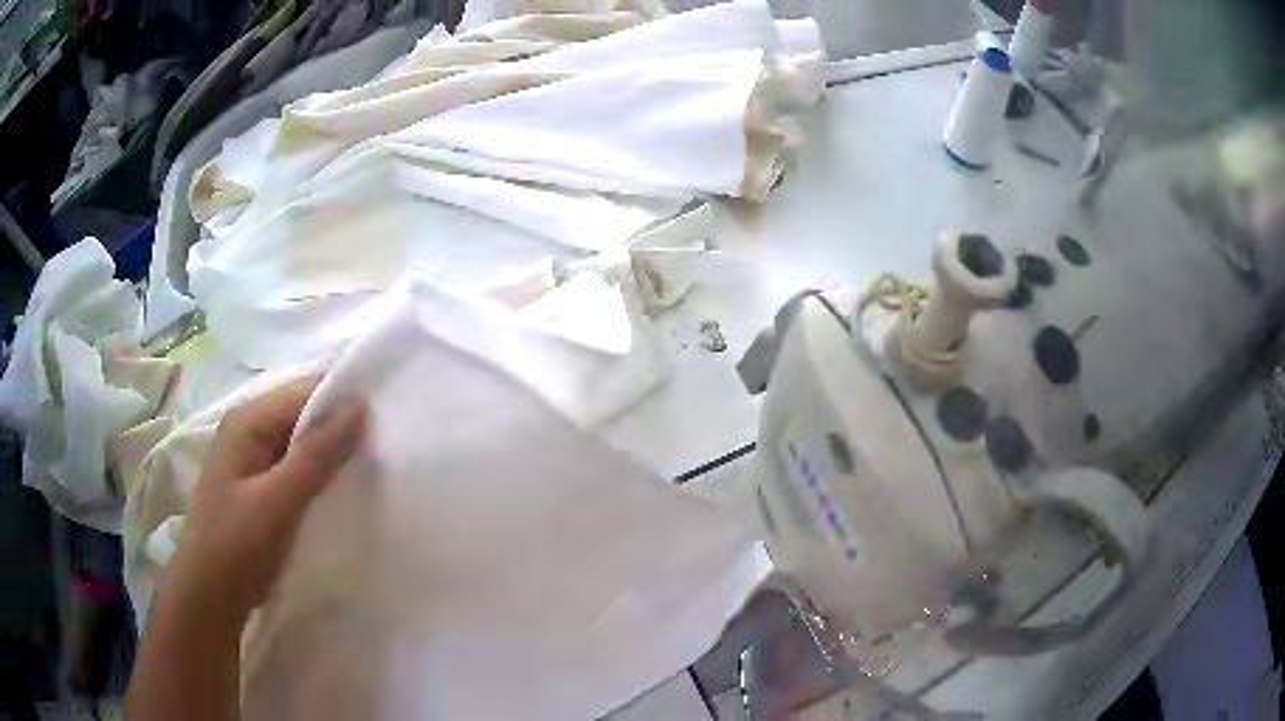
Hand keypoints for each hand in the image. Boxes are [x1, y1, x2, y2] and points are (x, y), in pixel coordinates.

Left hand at [160, 375, 366, 630]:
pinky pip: (299, 466)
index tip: (390, 418)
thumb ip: (315, 455)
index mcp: (248, 421)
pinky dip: (322, 473)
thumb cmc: (236, 547)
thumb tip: (359, 406)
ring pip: (304, 441)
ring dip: (334, 452)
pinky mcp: (262, 484)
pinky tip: (345, 488)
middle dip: (342, 426)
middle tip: (388, 445)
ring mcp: (255, 457)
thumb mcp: (276, 502)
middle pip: (304, 413)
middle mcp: (250, 429)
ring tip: (375, 465)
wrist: (211, 596)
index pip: (305, 392)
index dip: (344, 401)